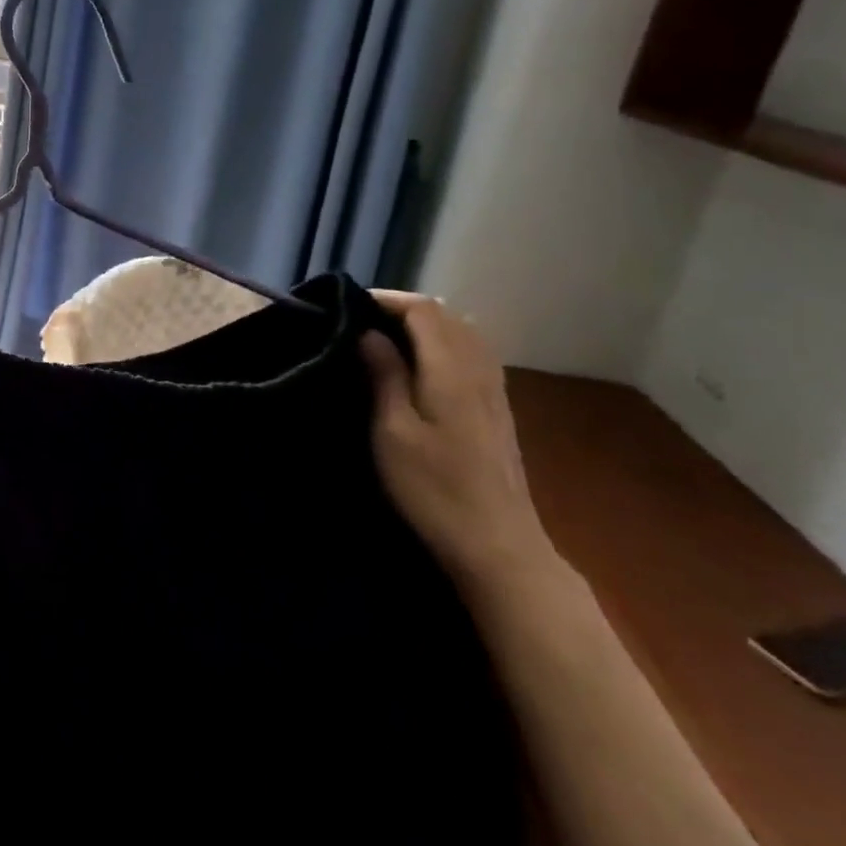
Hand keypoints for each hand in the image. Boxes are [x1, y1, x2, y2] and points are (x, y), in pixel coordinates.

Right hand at [359, 292, 561, 593]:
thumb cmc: (434, 488)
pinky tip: (419, 366)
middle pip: (446, 316)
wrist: (497, 545)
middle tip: (359, 320)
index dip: (386, 300)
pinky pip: (471, 354)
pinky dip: (442, 344)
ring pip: (462, 334)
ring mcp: (494, 389)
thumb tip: (369, 333)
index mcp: (452, 370)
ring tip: (383, 338)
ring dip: (423, 326)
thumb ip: (384, 374)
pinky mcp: (497, 409)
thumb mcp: (392, 430)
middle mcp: (480, 370)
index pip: (423, 311)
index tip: (347, 306)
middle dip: (402, 309)